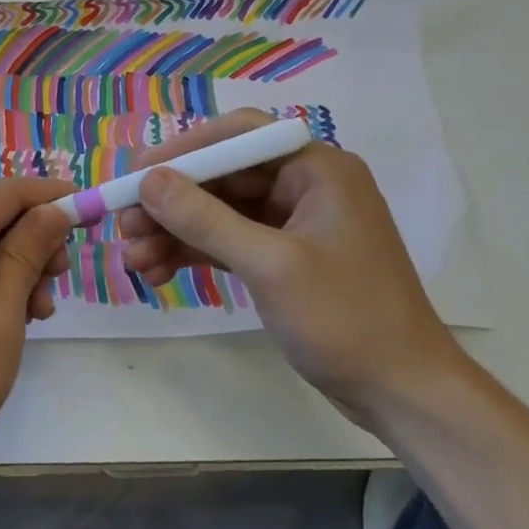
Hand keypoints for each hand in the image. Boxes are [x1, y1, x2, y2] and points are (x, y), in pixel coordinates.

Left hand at [0, 176, 75, 485]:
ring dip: (15, 267)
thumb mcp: (0, 315)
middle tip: (61, 277)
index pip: (4, 193)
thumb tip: (52, 210)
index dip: (50, 196)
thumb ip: (26, 254)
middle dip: (33, 238)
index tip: (91, 210)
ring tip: (40, 311)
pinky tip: (10, 320)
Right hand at [118, 109, 462, 423]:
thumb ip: (206, 220)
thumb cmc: (346, 319)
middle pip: (222, 176)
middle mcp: (304, 185)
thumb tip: (148, 181)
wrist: (402, 392)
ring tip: (134, 260)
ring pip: (219, 211)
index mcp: (316, 169)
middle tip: (126, 227)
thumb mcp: (270, 266)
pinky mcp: (283, 257)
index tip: (136, 176)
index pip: (238, 136)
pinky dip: (194, 253)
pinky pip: (229, 241)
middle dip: (171, 202)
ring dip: (175, 232)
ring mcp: (293, 223)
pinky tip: (159, 273)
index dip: (183, 151)